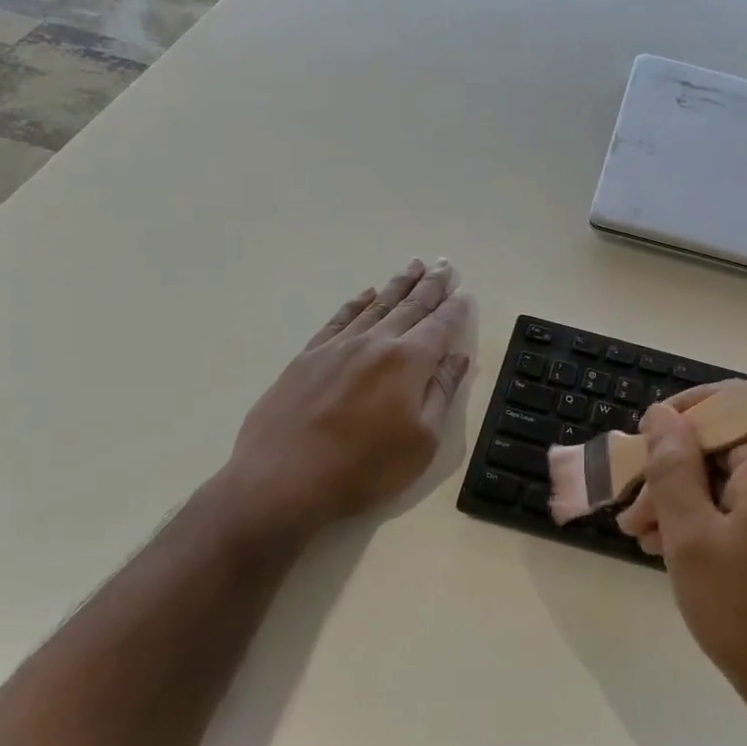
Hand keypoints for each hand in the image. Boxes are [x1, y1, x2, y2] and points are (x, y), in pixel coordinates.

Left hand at [213, 259, 472, 531]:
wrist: (282, 480)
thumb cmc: (363, 469)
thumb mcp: (421, 442)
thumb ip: (441, 394)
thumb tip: (457, 358)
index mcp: (407, 362)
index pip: (439, 326)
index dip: (454, 310)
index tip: (464, 293)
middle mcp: (375, 343)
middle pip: (410, 307)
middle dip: (431, 286)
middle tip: (445, 265)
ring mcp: (337, 346)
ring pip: (376, 305)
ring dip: (398, 285)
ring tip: (415, 266)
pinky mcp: (308, 356)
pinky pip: (339, 318)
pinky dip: (357, 302)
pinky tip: (367, 293)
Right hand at [616, 382, 746, 737]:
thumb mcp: (691, 538)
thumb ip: (671, 468)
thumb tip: (661, 416)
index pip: (732, 402)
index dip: (683, 414)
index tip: (643, 444)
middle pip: (732, 443)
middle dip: (675, 469)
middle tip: (631, 511)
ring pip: (742, 477)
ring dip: (691, 498)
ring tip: (645, 538)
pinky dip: (720, 517)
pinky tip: (683, 549)